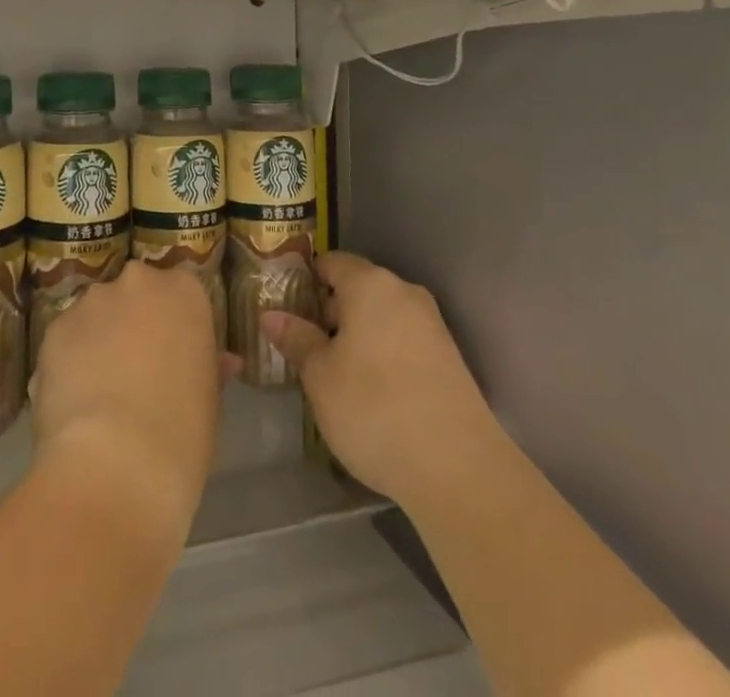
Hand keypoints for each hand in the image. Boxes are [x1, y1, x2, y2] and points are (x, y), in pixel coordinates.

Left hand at [31, 263, 223, 534]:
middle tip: (137, 369)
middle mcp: (137, 282)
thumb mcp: (210, 399)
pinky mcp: (54, 329)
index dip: (175, 323)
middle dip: (134, 322)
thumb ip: (209, 366)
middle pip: (135, 294)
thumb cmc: (182, 433)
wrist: (115, 466)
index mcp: (183, 291)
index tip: (174, 354)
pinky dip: (69, 362)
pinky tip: (74, 402)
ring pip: (97, 314)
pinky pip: (66, 340)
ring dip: (100, 340)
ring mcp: (92, 302)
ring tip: (99, 392)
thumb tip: (222, 361)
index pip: (181, 291)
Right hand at [262, 252, 501, 509]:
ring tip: (331, 373)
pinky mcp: (448, 359)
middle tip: (302, 345)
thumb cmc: (374, 408)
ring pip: (381, 317)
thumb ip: (296, 339)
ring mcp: (431, 325)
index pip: (331, 262)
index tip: (285, 306)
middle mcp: (404, 293)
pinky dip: (381, 354)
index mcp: (370, 284)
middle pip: (358, 288)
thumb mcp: (320, 376)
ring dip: (355, 336)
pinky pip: (402, 341)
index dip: (305, 280)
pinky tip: (369, 392)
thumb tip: (271, 315)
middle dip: (329, 312)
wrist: (458, 467)